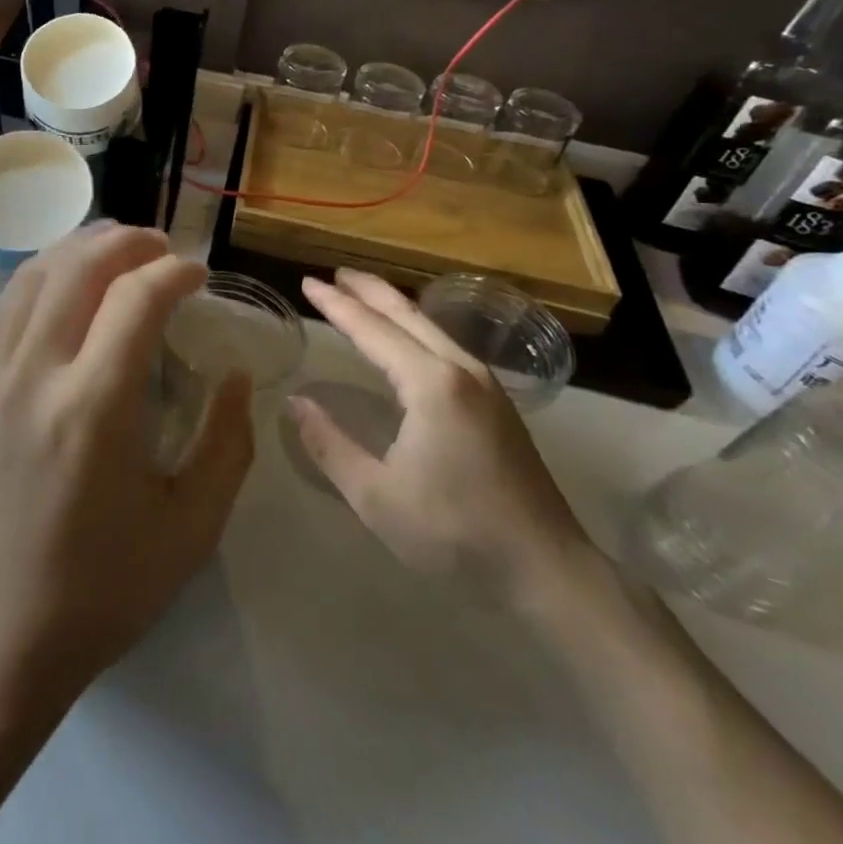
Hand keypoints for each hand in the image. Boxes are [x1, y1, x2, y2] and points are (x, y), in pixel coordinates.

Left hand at [0, 225, 253, 702]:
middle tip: (162, 247)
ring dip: (79, 248)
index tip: (200, 273)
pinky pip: (4, 307)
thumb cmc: (100, 589)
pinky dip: (40, 276)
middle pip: (80, 267)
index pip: (136, 298)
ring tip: (116, 248)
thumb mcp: (190, 528)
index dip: (174, 270)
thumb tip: (236, 376)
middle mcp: (35, 373)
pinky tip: (62, 282)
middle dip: (128, 242)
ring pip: (33, 275)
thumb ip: (227, 444)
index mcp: (93, 407)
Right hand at [289, 270, 589, 601]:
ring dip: (394, 306)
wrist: (547, 569)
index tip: (307, 283)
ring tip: (364, 294)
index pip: (372, 330)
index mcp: (430, 384)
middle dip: (368, 291)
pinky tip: (409, 338)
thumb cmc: (455, 532)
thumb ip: (329, 444)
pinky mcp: (498, 403)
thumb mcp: (375, 496)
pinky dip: (417, 327)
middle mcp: (460, 370)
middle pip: (407, 314)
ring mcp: (486, 384)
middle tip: (334, 274)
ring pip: (432, 326)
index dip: (336, 306)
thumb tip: (295, 403)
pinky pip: (447, 344)